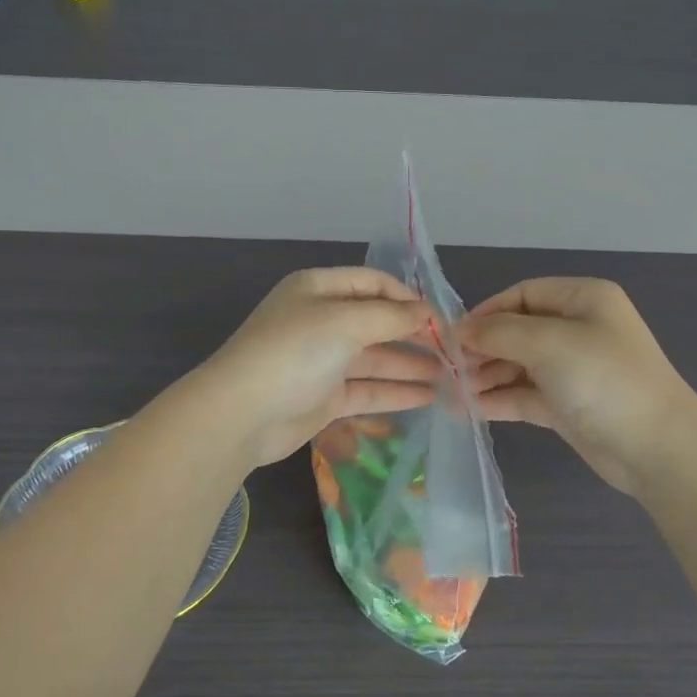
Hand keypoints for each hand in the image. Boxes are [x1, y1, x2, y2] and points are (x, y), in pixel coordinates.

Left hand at [198, 267, 438, 466]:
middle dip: (413, 333)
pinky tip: (428, 396)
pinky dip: (395, 392)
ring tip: (451, 375)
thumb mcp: (344, 322)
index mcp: (318, 289)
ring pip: (374, 358)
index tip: (441, 316)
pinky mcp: (324, 397)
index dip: (406, 296)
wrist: (243, 413)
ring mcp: (322, 361)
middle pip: (376, 321)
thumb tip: (426, 312)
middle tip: (453, 349)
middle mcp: (320, 321)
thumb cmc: (293, 352)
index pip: (372, 283)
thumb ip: (390, 316)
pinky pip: (367, 389)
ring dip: (410, 364)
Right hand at [460, 278, 696, 495]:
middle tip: (448, 366)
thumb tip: (458, 330)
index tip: (453, 334)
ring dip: (485, 375)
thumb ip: (498, 333)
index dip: (487, 311)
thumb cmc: (603, 379)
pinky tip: (466, 408)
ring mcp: (572, 369)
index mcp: (583, 300)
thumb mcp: (548, 343)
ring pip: (517, 364)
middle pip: (518, 330)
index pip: (524, 294)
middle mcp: (578, 329)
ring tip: (452, 390)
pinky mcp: (567, 404)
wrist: (656, 448)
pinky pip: (524, 394)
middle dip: (482, 347)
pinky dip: (497, 399)